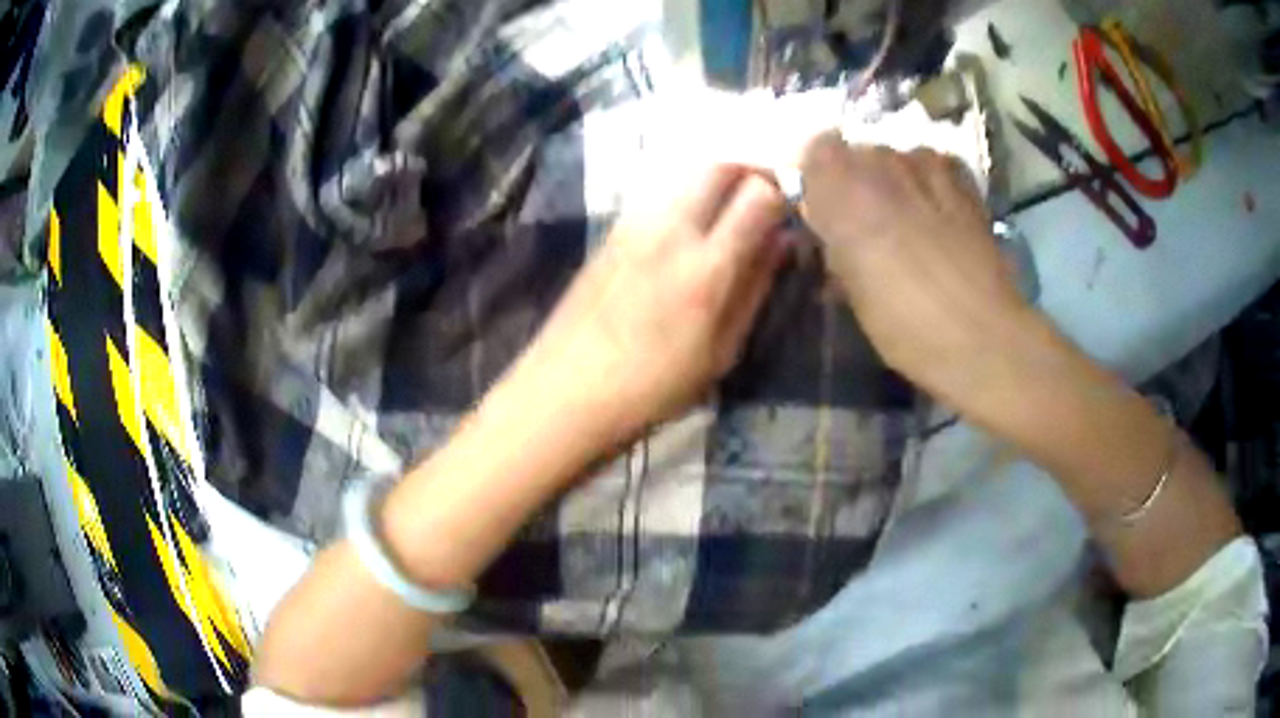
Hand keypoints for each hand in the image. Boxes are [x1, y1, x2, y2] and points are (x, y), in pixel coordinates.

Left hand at [503, 164, 787, 444]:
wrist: (565, 389)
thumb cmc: (653, 386)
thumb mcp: (721, 350)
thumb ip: (755, 288)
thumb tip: (784, 241)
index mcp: (706, 266)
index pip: (758, 193)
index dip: (784, 191)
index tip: (793, 208)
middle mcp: (671, 229)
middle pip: (719, 165)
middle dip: (751, 170)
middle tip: (767, 198)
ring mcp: (634, 225)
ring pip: (687, 175)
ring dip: (718, 181)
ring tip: (731, 216)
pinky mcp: (611, 231)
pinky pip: (661, 196)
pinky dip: (688, 199)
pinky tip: (689, 234)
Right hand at [798, 131, 1027, 396]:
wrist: (981, 335)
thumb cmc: (903, 324)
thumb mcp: (850, 291)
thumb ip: (834, 245)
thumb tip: (833, 233)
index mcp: (843, 188)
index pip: (815, 149)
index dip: (819, 178)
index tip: (825, 211)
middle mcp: (882, 162)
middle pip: (859, 152)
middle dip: (859, 181)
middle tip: (869, 224)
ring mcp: (927, 165)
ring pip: (898, 158)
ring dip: (896, 181)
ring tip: (910, 221)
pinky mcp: (963, 180)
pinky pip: (934, 165)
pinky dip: (930, 182)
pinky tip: (939, 214)